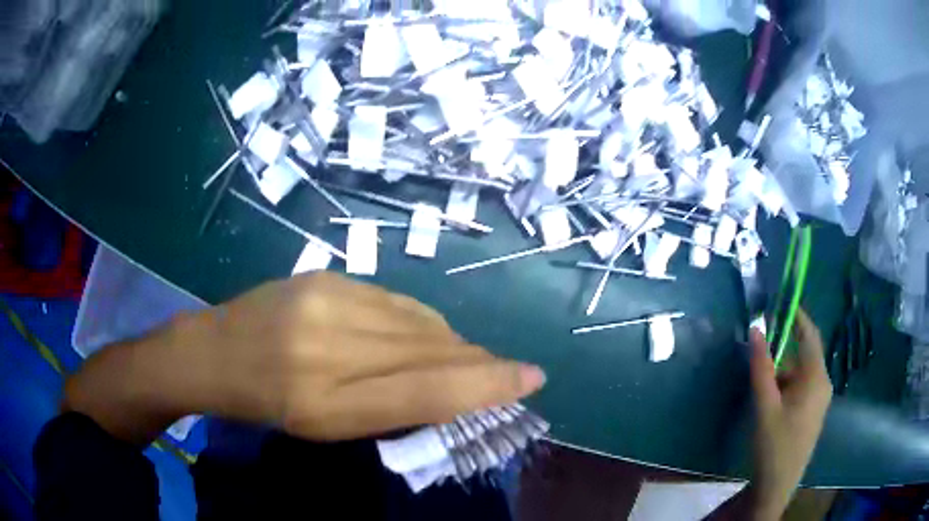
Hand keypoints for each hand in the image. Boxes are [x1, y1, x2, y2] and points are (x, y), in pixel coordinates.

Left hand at [64, 273, 545, 443]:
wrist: (213, 352)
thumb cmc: (267, 405)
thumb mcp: (326, 428)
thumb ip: (390, 408)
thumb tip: (451, 385)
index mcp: (326, 405)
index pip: (425, 393)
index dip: (486, 386)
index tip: (531, 376)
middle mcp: (329, 348)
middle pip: (429, 352)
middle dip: (475, 362)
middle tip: (501, 370)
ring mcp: (326, 302)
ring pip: (417, 321)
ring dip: (449, 341)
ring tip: (462, 354)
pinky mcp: (326, 277)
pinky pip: (394, 300)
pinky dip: (419, 320)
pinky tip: (419, 332)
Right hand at [747, 309, 831, 519]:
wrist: (777, 487)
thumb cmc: (774, 446)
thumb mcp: (764, 406)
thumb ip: (761, 368)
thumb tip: (756, 329)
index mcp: (816, 378)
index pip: (810, 335)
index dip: (797, 316)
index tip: (780, 302)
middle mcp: (823, 384)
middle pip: (804, 354)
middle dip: (783, 351)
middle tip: (759, 353)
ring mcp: (819, 400)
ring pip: (800, 373)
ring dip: (782, 372)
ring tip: (760, 386)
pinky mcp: (812, 413)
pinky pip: (801, 388)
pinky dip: (785, 386)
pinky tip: (770, 403)